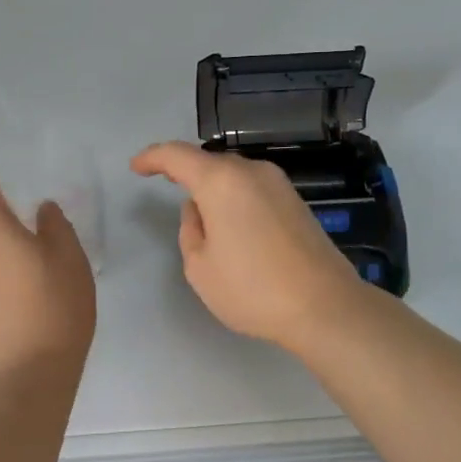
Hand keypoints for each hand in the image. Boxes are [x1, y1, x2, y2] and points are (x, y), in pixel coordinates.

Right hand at [130, 141, 366, 350]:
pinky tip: (232, 222)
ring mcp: (278, 184)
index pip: (177, 156)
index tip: (136, 167)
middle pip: (208, 162)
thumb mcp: (200, 267)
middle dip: (184, 170)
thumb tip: (199, 210)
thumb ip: (190, 230)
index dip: (152, 158)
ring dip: (212, 185)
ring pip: (233, 174)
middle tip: (164, 182)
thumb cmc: (253, 289)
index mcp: (221, 181)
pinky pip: (252, 188)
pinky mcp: (295, 201)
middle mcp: (251, 171)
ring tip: (199, 211)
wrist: (324, 306)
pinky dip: (234, 196)